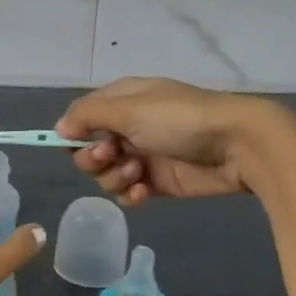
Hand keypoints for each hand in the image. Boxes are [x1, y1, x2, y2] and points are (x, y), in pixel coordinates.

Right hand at [56, 77, 286, 206]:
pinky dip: (131, 193)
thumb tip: (59, 128)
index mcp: (122, 101)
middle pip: (88, 149)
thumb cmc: (179, 119)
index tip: (72, 144)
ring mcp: (143, 155)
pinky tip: (145, 191)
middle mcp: (129, 127)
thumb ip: (88, 116)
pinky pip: (128, 192)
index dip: (73, 132)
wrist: (237, 145)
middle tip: (110, 156)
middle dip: (93, 158)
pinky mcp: (158, 182)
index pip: (82, 116)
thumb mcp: (129, 109)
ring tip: (138, 172)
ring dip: (114, 176)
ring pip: (106, 174)